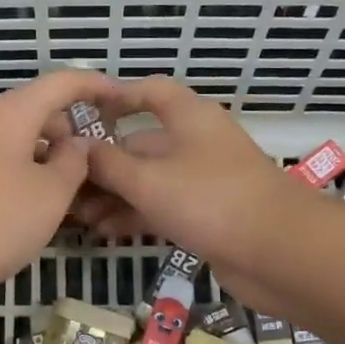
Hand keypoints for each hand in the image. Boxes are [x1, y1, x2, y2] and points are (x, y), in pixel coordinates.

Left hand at [0, 69, 113, 302]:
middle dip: (67, 133)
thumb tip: (75, 143)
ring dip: (42, 158)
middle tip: (92, 168)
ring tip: (64, 195)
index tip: (120, 97)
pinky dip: (18, 172)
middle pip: (34, 111)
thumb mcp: (50, 195)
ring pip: (13, 140)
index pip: (61, 83)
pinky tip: (27, 207)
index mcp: (9, 113)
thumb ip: (73, 162)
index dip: (94, 85)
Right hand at [80, 77, 326, 307]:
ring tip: (79, 217)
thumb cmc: (210, 200)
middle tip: (65, 186)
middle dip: (103, 165)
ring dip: (115, 196)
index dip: (115, 98)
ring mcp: (204, 180)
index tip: (80, 114)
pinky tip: (107, 232)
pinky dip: (137, 215)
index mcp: (188, 117)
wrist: (279, 251)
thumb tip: (79, 147)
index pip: (149, 92)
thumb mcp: (148, 180)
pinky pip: (164, 207)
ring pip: (150, 180)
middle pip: (141, 143)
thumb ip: (108, 163)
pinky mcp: (209, 214)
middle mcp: (196, 142)